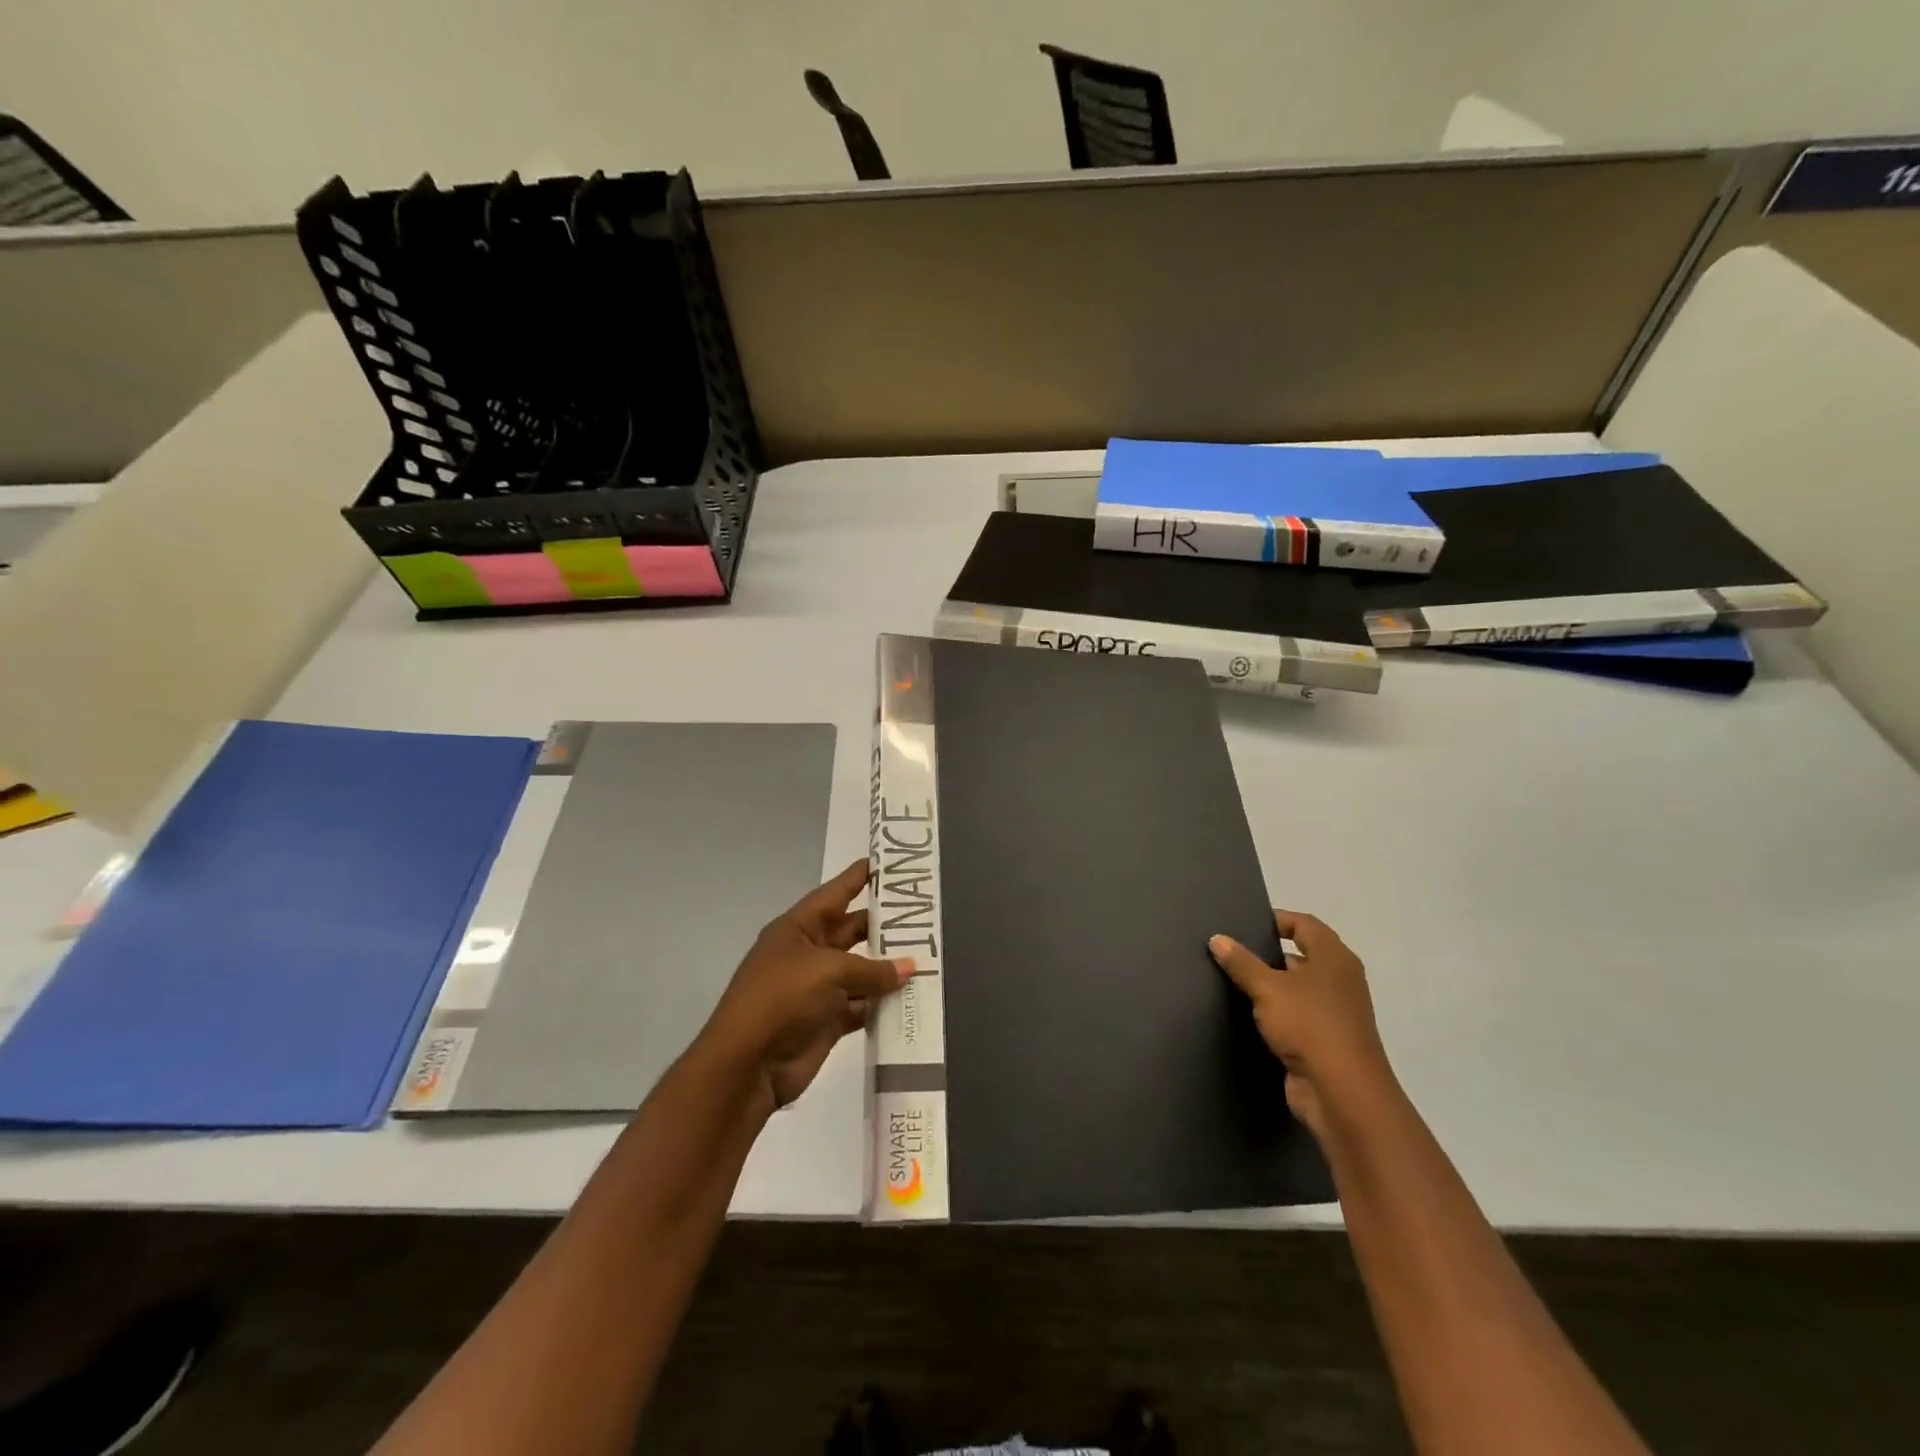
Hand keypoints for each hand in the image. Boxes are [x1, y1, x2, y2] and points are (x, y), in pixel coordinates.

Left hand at [699, 859, 909, 1110]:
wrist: (747, 1066)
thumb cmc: (781, 999)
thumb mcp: (828, 971)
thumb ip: (872, 968)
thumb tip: (909, 967)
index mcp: (798, 928)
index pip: (836, 893)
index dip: (860, 877)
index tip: (889, 862)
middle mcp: (808, 953)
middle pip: (852, 931)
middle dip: (884, 925)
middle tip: (924, 915)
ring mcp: (818, 988)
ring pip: (861, 970)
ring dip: (889, 967)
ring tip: (930, 955)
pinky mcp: (827, 1020)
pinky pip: (862, 1005)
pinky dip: (883, 1003)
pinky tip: (912, 998)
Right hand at [1209, 911, 1392, 1138]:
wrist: (1342, 1093)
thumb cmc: (1309, 1025)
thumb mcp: (1268, 988)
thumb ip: (1241, 962)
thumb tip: (1217, 938)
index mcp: (1334, 958)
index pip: (1304, 924)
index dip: (1276, 920)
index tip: (1244, 924)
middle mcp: (1340, 980)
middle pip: (1301, 955)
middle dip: (1268, 953)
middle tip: (1231, 952)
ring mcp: (1336, 1012)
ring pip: (1297, 988)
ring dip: (1270, 985)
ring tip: (1232, 980)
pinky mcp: (1326, 1040)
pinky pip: (1297, 1015)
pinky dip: (1276, 1012)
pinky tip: (1248, 1014)